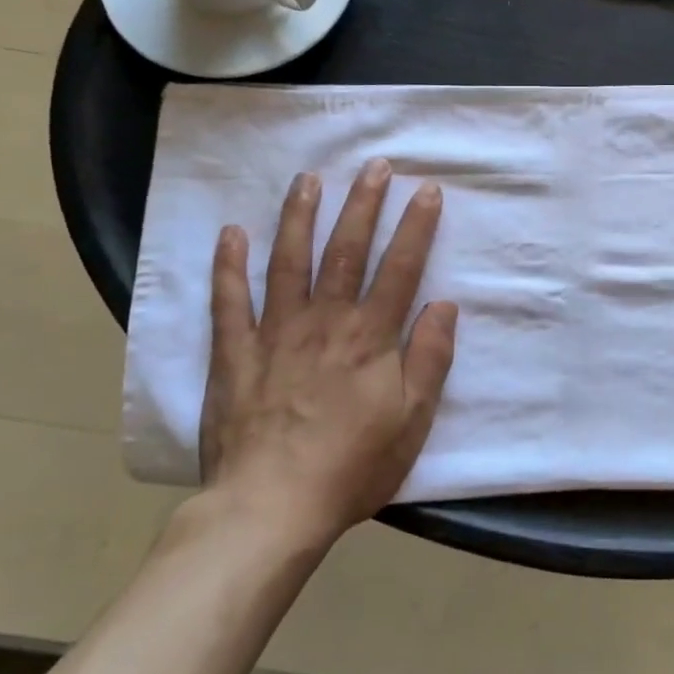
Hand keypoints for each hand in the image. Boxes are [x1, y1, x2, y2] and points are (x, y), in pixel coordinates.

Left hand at [199, 158, 457, 542]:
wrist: (270, 508)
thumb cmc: (352, 466)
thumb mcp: (412, 420)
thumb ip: (430, 359)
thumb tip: (445, 305)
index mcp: (370, 337)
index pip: (400, 268)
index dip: (416, 227)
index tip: (427, 190)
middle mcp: (325, 321)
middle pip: (347, 251)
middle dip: (364, 204)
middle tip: (375, 166)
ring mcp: (276, 333)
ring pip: (290, 262)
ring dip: (300, 217)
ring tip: (308, 179)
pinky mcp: (235, 354)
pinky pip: (230, 302)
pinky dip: (229, 266)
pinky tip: (232, 233)